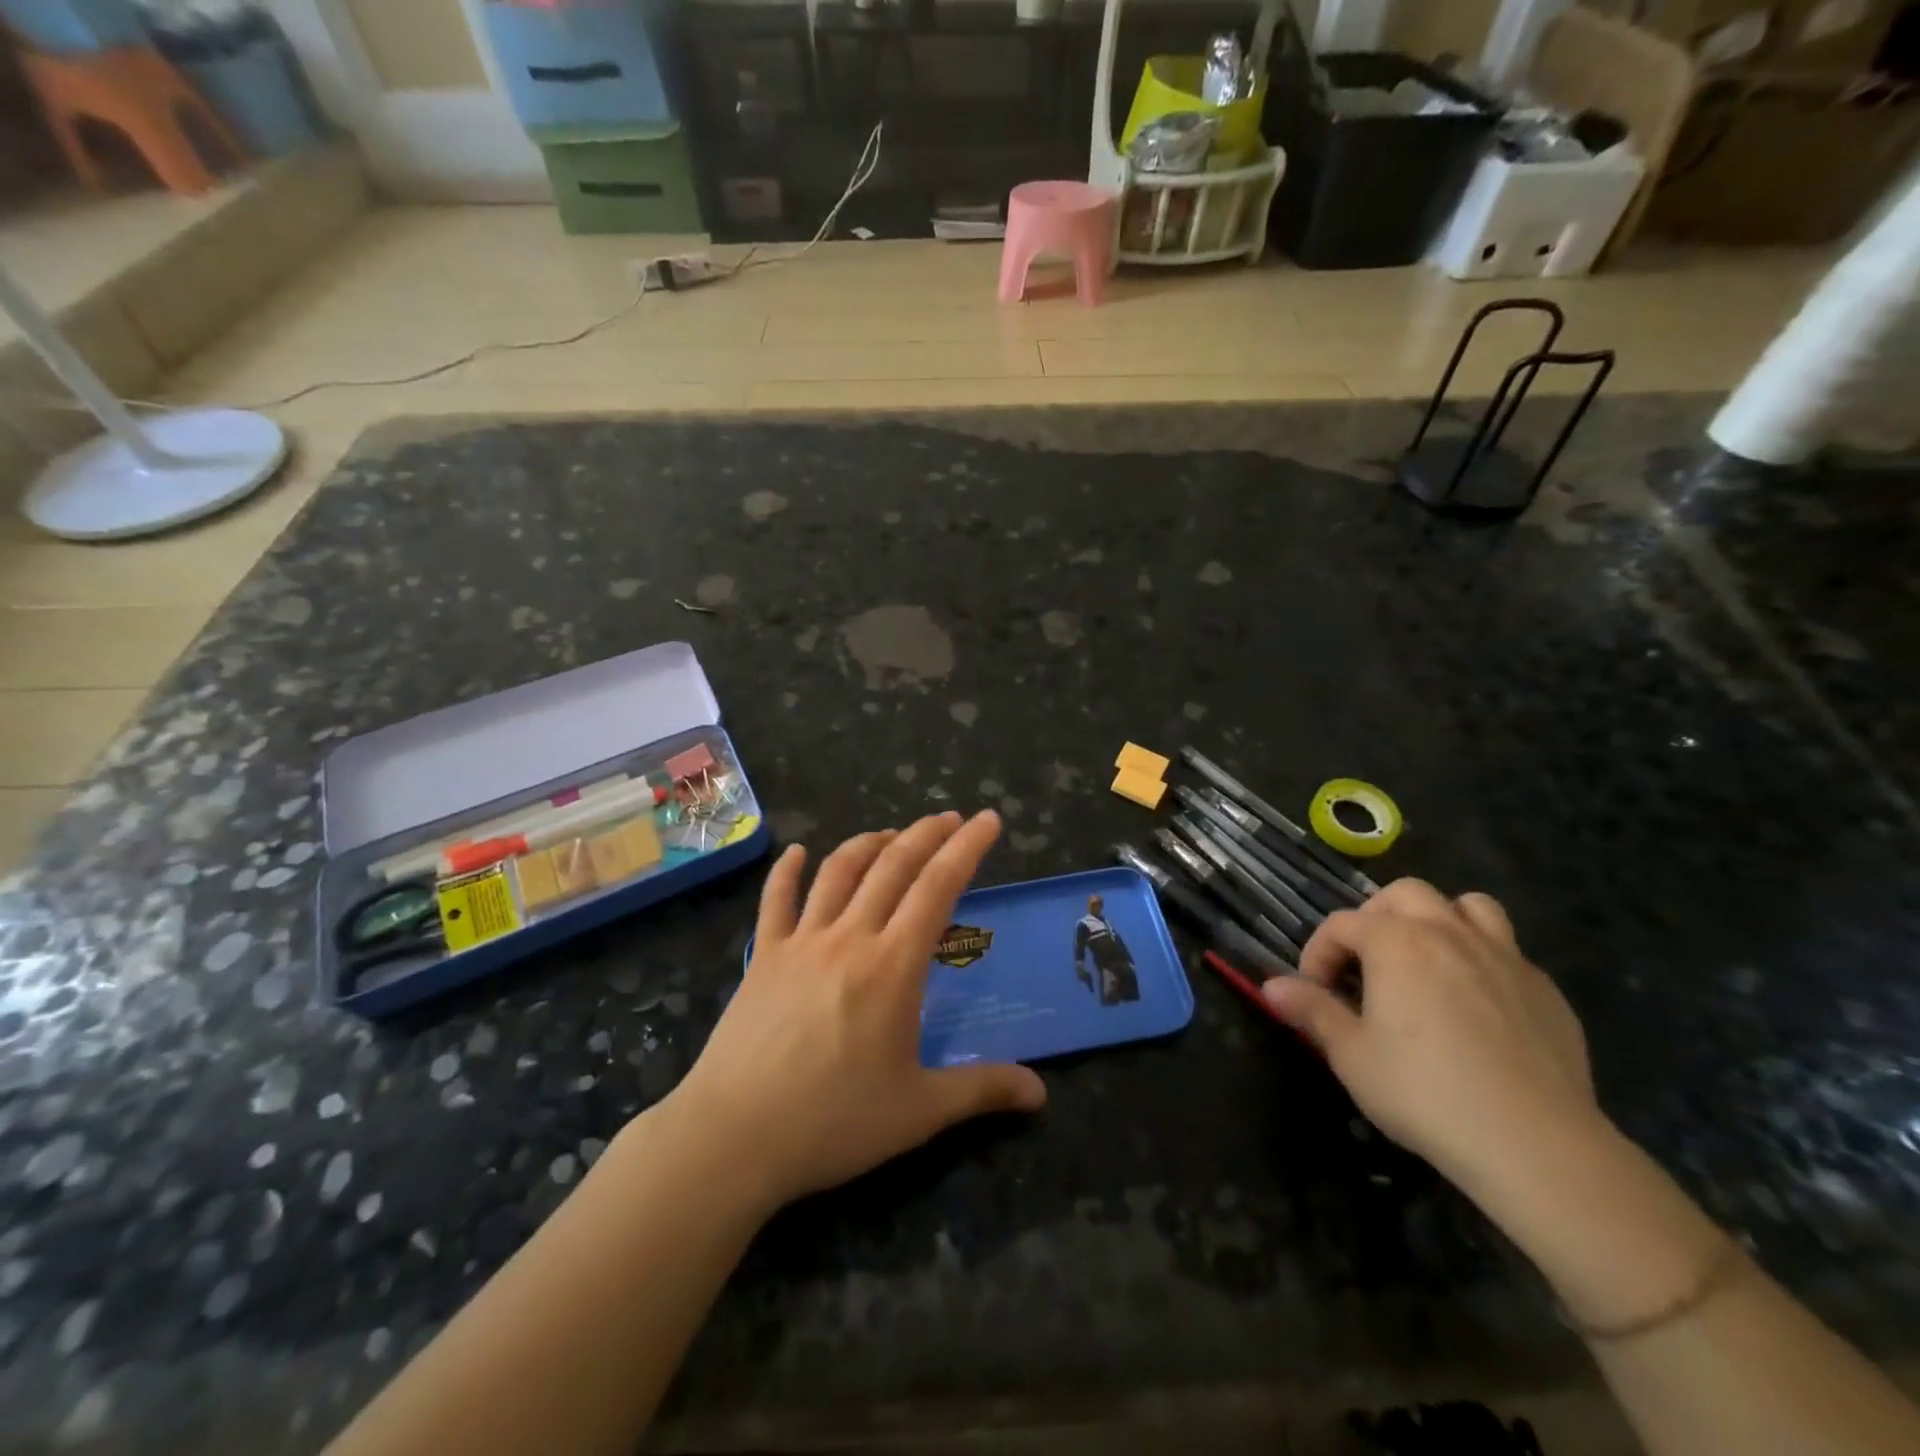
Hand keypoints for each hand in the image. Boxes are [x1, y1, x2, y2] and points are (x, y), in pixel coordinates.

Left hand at [664, 810, 1046, 1213]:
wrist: (734, 1137)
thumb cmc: (833, 1123)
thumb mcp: (919, 1111)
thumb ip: (982, 1090)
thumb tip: (1040, 1093)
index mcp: (893, 966)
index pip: (938, 887)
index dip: (967, 847)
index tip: (988, 819)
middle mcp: (850, 938)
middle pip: (893, 866)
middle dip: (926, 834)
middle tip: (950, 818)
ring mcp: (802, 942)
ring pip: (840, 872)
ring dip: (870, 843)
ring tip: (892, 834)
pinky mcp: (764, 956)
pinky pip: (776, 900)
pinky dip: (788, 870)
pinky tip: (798, 852)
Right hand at [1262, 878, 1596, 1194]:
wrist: (1535, 1144)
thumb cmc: (1424, 1091)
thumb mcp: (1351, 1054)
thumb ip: (1311, 1010)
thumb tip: (1271, 985)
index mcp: (1396, 942)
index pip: (1342, 924)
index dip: (1319, 952)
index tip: (1315, 991)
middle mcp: (1449, 933)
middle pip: (1405, 894)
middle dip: (1376, 918)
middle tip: (1366, 963)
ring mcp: (1505, 957)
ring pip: (1468, 906)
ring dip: (1439, 921)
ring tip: (1426, 961)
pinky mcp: (1545, 990)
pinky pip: (1506, 951)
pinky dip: (1481, 961)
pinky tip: (1475, 1007)